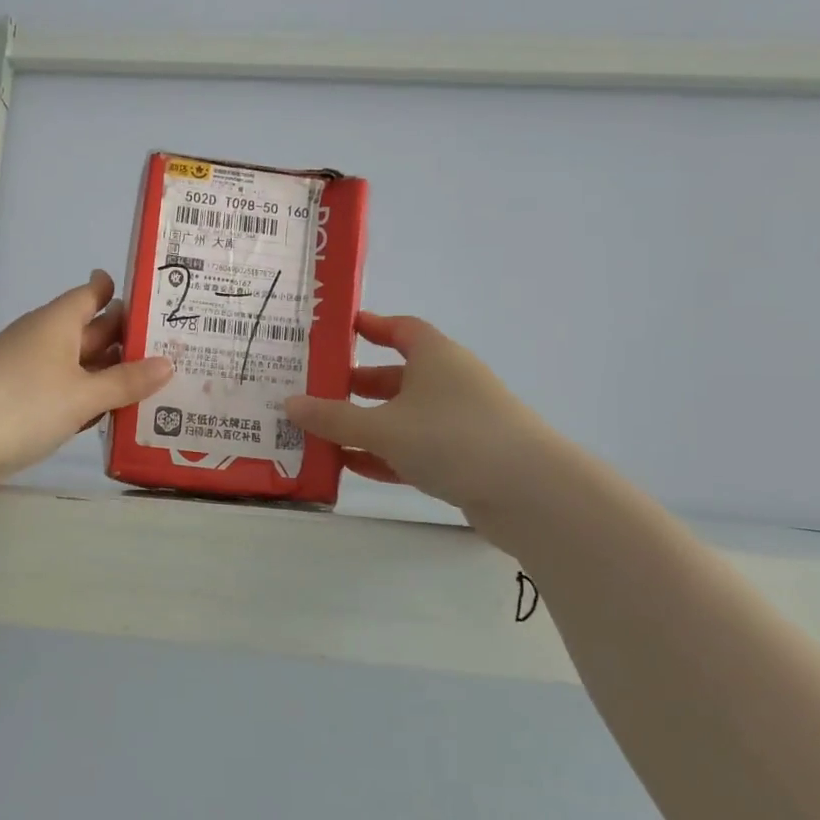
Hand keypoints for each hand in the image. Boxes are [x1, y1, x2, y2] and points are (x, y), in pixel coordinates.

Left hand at [0, 271, 172, 518]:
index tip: (158, 297)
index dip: (122, 292)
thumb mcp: (81, 394)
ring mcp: (32, 377)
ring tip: (163, 383)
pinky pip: (68, 398)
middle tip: (181, 346)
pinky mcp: (24, 410)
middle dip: (129, 339)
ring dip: (114, 376)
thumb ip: (125, 381)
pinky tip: (119, 416)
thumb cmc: (19, 405)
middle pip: (92, 332)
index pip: (92, 294)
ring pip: (82, 368)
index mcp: (56, 323)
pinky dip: (92, 403)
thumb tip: (168, 362)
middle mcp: (44, 342)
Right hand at [284, 312, 556, 523]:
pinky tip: (351, 466)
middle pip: (395, 377)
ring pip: (402, 417)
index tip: (340, 330)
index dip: (371, 327)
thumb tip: (290, 403)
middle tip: (314, 392)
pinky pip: (414, 450)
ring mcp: (459, 423)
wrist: (530, 493)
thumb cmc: (452, 438)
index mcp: (435, 357)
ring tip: (321, 434)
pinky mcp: (464, 459)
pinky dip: (384, 455)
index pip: (401, 329)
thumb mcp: (383, 426)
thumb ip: (334, 417)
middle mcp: (448, 383)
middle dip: (356, 385)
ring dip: (365, 425)